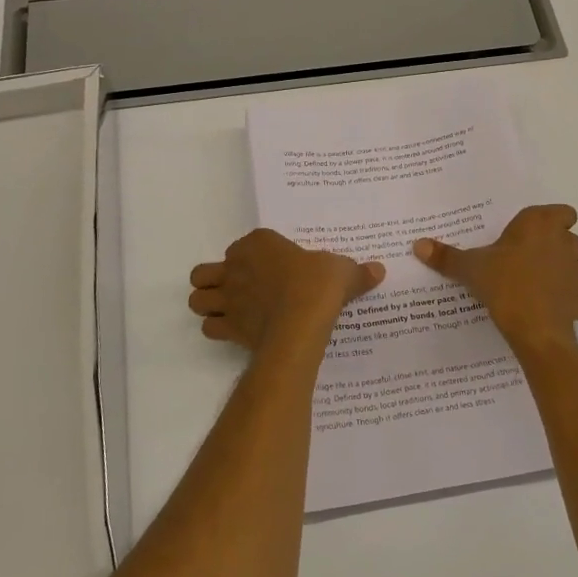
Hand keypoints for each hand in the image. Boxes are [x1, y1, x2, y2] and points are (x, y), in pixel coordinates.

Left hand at [188, 228, 384, 354]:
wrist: (302, 320)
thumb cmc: (319, 284)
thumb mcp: (343, 270)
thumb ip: (357, 271)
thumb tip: (379, 270)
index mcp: (259, 243)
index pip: (245, 245)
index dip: (253, 256)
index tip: (272, 268)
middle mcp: (236, 267)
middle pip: (206, 272)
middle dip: (216, 280)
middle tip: (239, 289)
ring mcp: (228, 298)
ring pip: (198, 298)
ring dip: (208, 304)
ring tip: (228, 311)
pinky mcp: (228, 326)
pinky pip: (209, 327)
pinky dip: (218, 330)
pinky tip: (236, 332)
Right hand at [413, 204, 577, 355]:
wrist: (533, 327)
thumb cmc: (503, 283)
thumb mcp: (470, 267)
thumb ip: (446, 255)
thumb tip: (417, 244)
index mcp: (540, 225)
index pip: (563, 212)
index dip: (552, 221)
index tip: (532, 234)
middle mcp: (564, 243)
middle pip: (569, 238)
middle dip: (555, 246)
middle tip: (527, 259)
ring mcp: (577, 273)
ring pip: (577, 266)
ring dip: (564, 272)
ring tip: (538, 284)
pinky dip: (570, 301)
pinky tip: (552, 308)